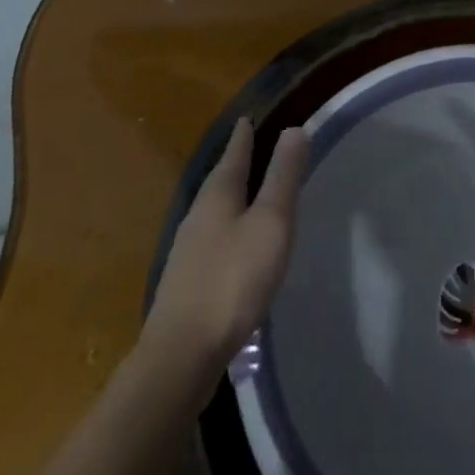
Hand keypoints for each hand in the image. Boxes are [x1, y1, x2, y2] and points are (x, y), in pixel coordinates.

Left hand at [143, 119, 309, 368]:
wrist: (180, 356)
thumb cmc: (232, 280)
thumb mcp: (270, 223)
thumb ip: (282, 177)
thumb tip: (293, 128)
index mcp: (218, 194)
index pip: (234, 153)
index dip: (243, 135)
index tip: (246, 118)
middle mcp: (198, 214)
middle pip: (220, 179)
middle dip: (235, 163)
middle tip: (249, 148)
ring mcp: (188, 250)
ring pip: (213, 210)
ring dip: (230, 197)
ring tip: (247, 194)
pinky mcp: (186, 282)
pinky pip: (211, 238)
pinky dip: (227, 228)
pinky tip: (235, 246)